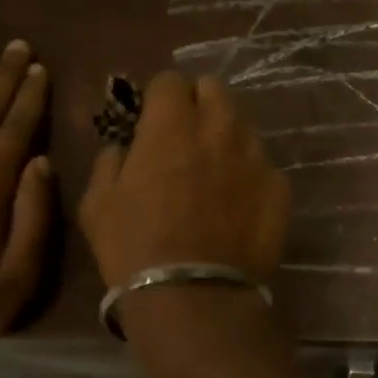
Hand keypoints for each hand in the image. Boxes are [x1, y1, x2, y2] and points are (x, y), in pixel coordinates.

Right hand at [79, 71, 289, 289]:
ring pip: (241, 127)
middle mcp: (219, 128)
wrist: (195, 297)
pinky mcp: (279, 187)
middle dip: (198, 104)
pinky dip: (248, 176)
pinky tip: (237, 206)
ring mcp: (255, 156)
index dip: (159, 98)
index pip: (170, 80)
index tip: (153, 120)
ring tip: (214, 174)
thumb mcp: (97, 203)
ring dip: (225, 138)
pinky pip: (262, 166)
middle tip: (185, 137)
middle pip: (214, 90)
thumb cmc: (135, 248)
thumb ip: (110, 161)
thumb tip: (123, 147)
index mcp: (172, 124)